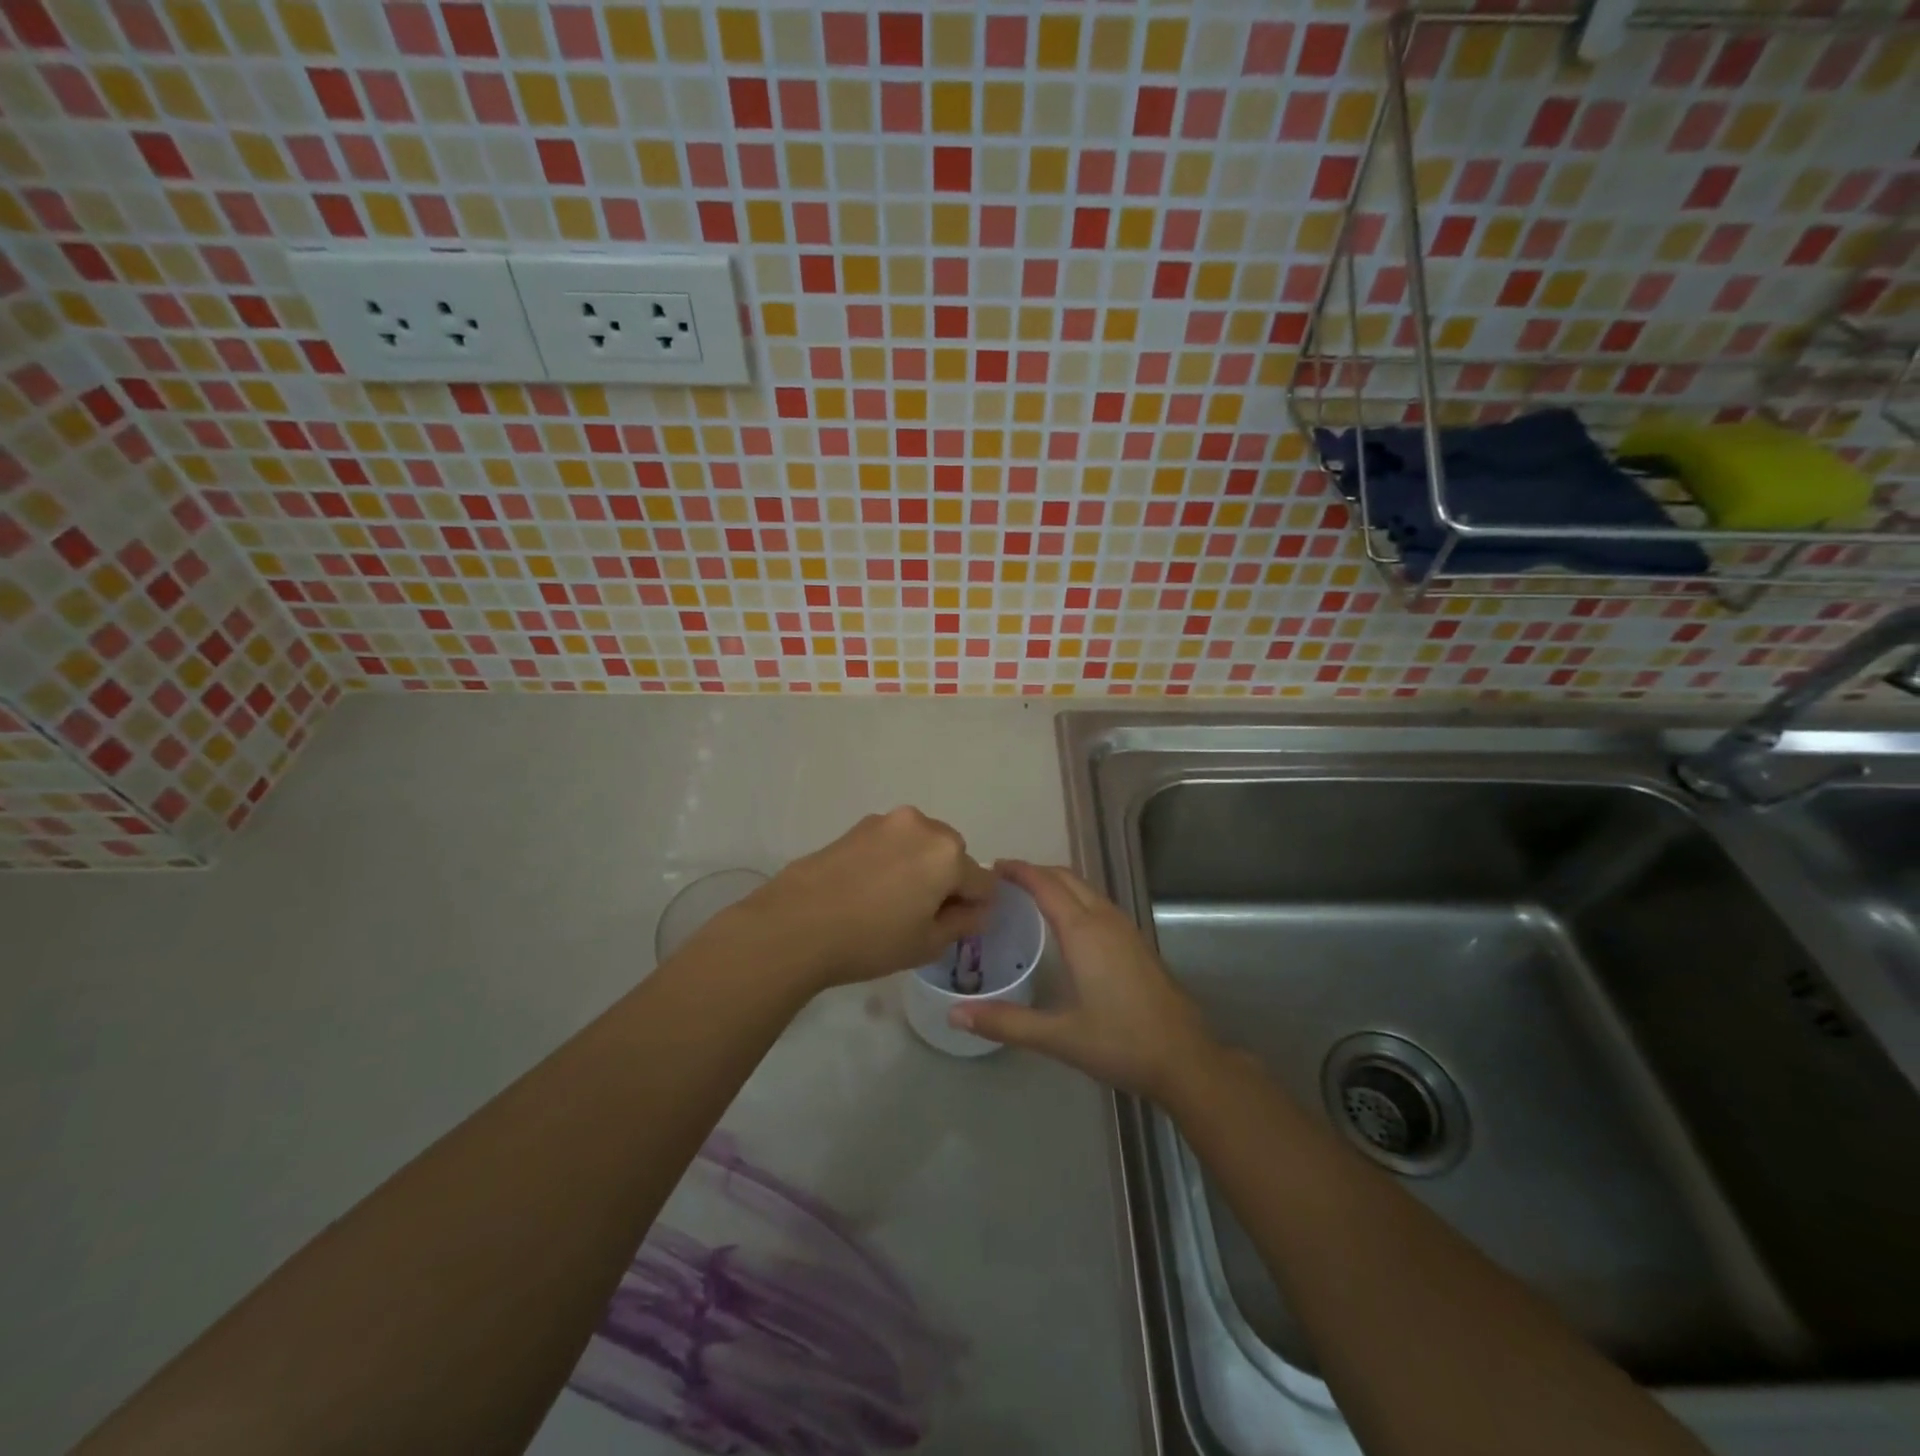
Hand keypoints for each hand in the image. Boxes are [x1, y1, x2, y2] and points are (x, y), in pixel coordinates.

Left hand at [721, 807, 995, 993]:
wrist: (796, 924)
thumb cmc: (871, 940)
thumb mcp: (927, 943)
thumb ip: (963, 923)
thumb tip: (977, 910)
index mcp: (948, 854)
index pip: (982, 882)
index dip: (974, 908)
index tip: (954, 927)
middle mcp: (923, 826)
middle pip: (953, 855)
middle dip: (946, 880)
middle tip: (920, 915)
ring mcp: (887, 821)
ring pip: (921, 845)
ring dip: (918, 866)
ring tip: (889, 901)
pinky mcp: (858, 826)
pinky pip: (892, 842)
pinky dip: (892, 860)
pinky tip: (867, 889)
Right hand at [948, 861, 1216, 1101]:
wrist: (1185, 1059)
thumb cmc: (1121, 1043)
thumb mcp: (1058, 1036)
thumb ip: (1005, 1023)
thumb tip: (955, 1015)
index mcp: (1084, 932)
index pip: (1045, 884)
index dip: (1018, 871)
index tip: (991, 867)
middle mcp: (1105, 920)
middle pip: (1067, 878)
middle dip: (1035, 872)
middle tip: (1002, 881)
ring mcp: (1125, 929)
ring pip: (1085, 889)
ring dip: (1056, 883)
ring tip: (1026, 896)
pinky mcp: (1136, 942)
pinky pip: (1098, 903)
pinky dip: (1074, 898)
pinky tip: (1064, 924)